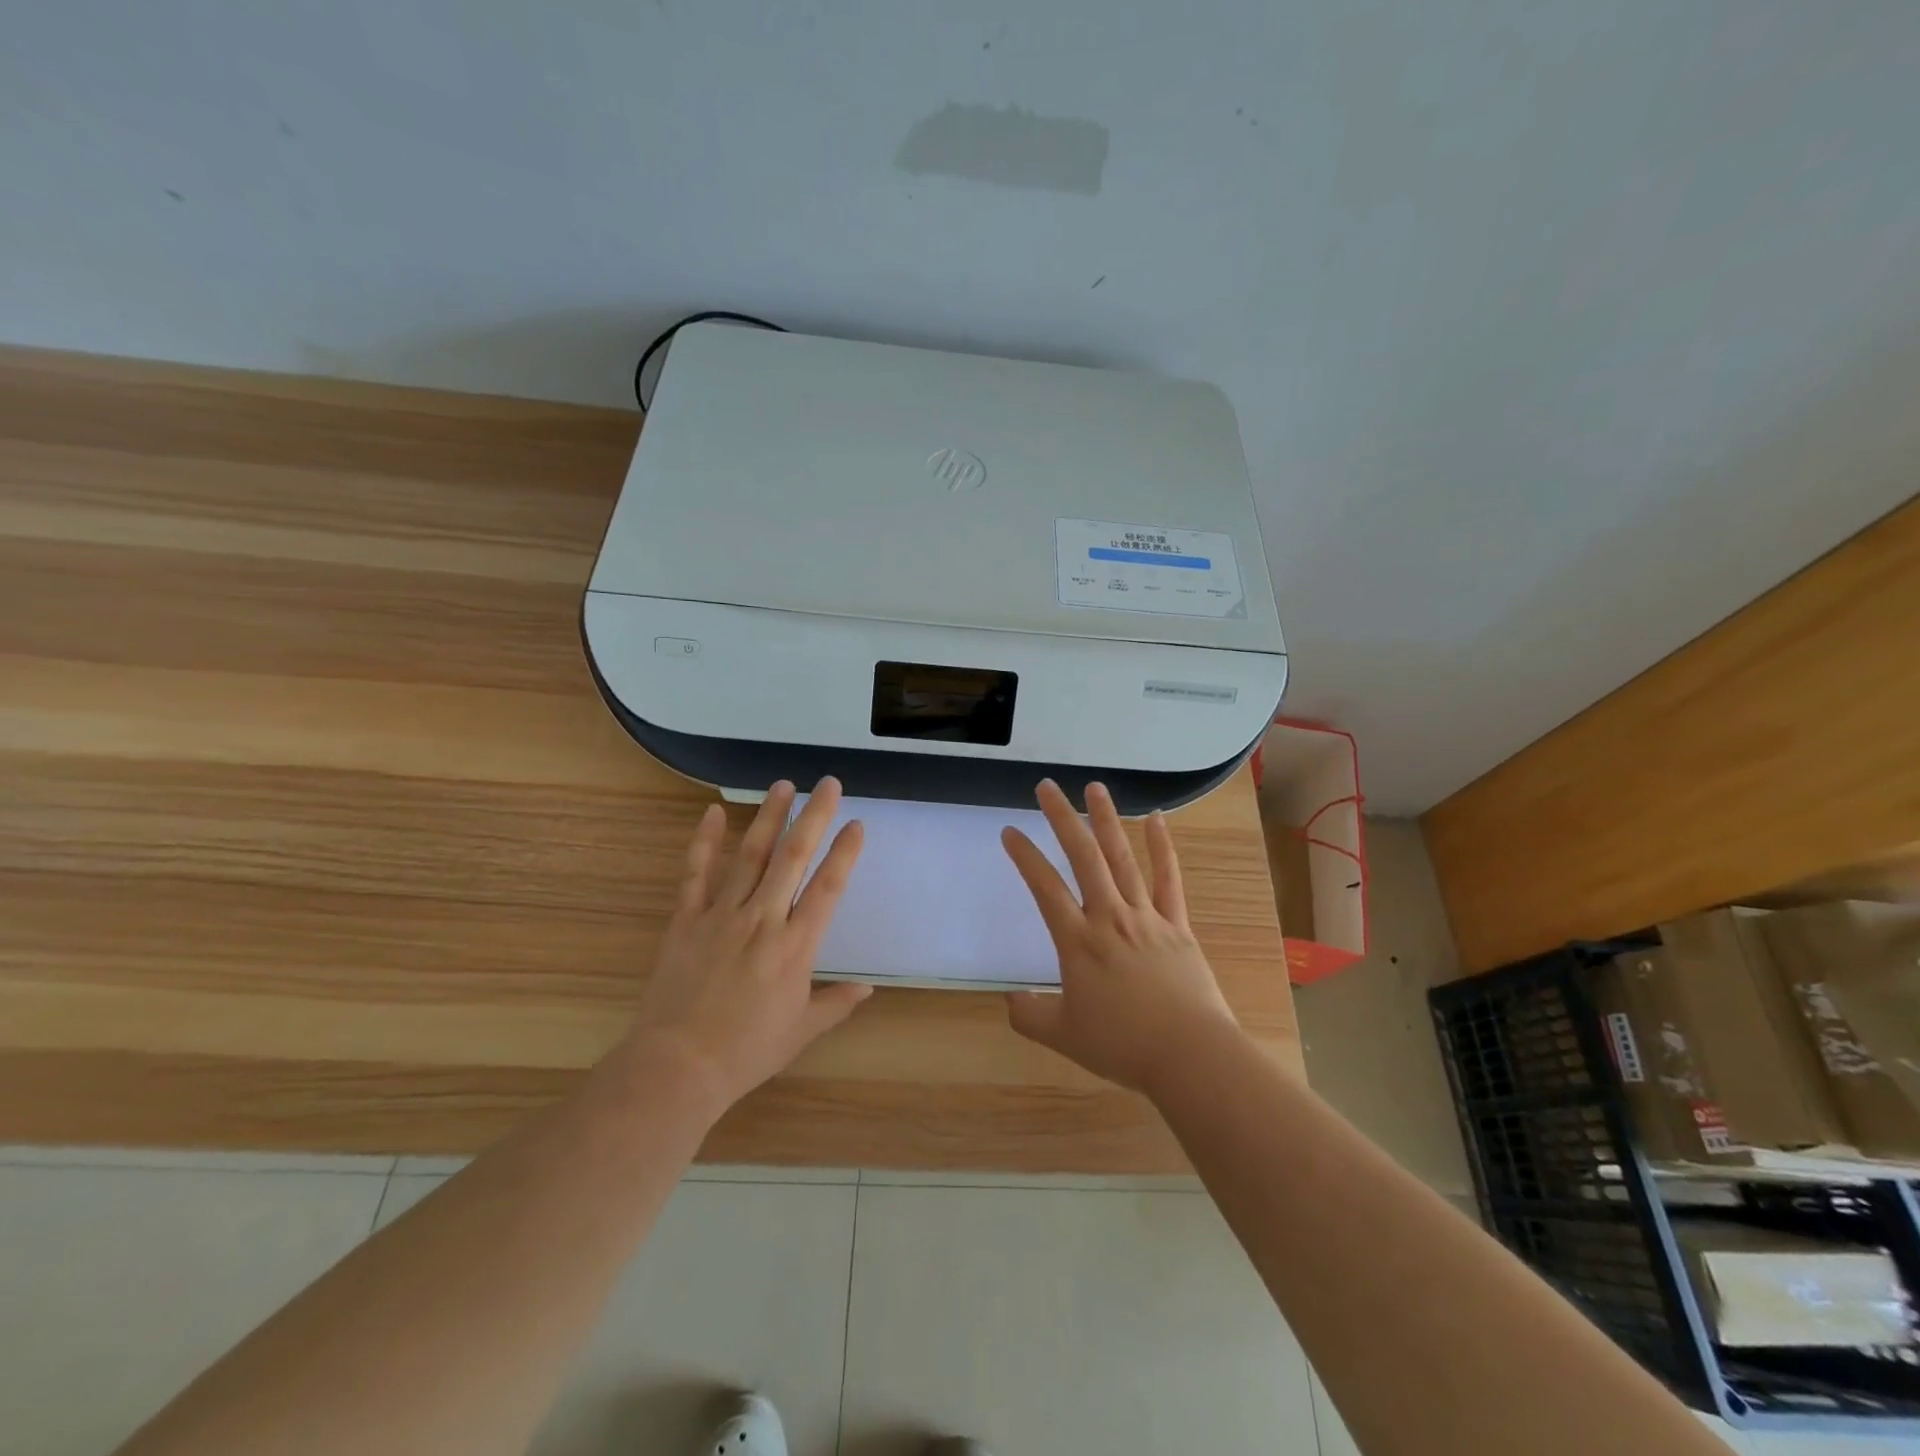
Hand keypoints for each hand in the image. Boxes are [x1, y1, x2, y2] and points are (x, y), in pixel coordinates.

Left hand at [625, 778, 870, 1111]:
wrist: (678, 1066)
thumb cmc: (747, 1051)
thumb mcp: (801, 1031)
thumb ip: (836, 1004)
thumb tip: (866, 989)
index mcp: (796, 946)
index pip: (828, 887)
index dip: (844, 853)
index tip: (856, 824)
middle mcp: (764, 919)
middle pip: (793, 858)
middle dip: (813, 817)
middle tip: (827, 784)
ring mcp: (723, 915)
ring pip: (750, 855)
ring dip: (768, 817)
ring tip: (783, 785)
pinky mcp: (687, 920)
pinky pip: (696, 873)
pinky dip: (703, 841)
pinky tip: (712, 813)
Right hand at [1001, 780, 1239, 1096]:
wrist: (1190, 1054)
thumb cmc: (1123, 1045)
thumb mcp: (1063, 1036)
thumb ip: (1029, 1015)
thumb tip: (1010, 999)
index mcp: (1078, 941)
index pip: (1044, 888)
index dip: (1025, 856)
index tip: (1010, 831)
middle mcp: (1109, 917)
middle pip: (1083, 857)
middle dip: (1063, 818)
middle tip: (1047, 787)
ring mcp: (1146, 917)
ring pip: (1122, 858)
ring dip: (1107, 820)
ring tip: (1095, 788)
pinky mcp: (1176, 925)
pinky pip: (1168, 880)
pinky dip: (1162, 848)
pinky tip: (1156, 820)